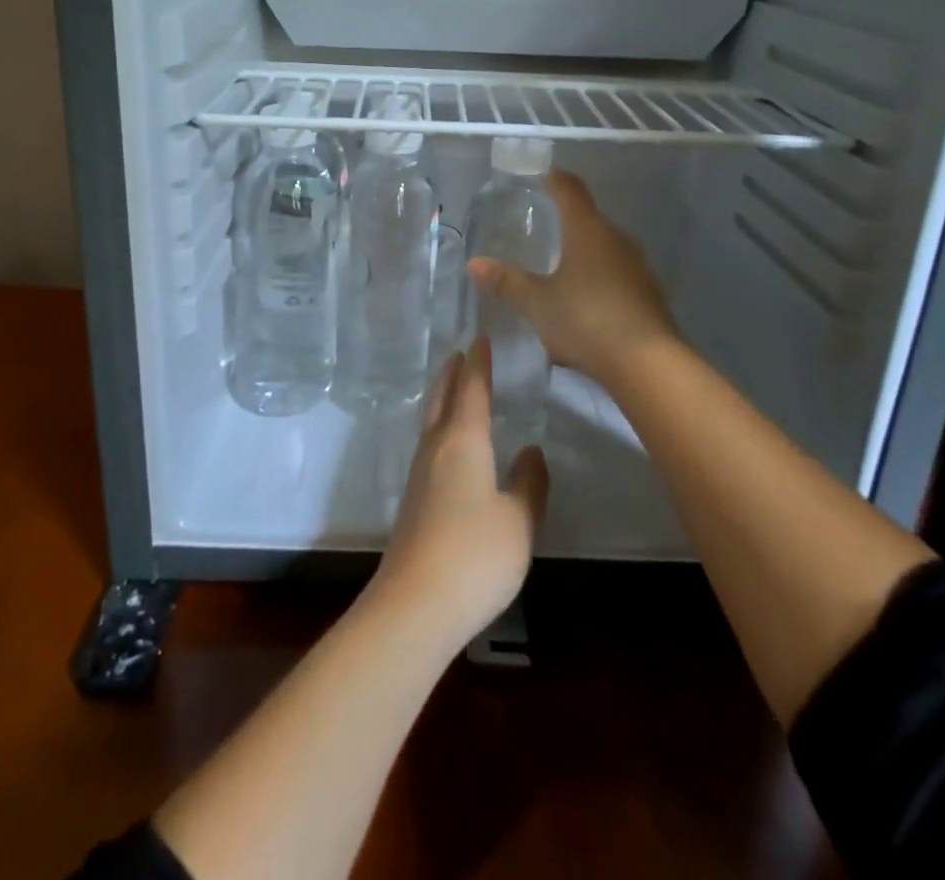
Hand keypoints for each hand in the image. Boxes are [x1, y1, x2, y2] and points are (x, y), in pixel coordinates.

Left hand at [371, 340, 548, 651]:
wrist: (415, 604)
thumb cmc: (474, 556)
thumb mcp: (518, 520)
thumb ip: (529, 483)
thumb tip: (531, 450)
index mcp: (463, 441)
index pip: (472, 389)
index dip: (479, 363)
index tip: (480, 338)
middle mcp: (436, 448)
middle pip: (441, 398)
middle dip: (452, 374)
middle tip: (459, 353)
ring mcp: (419, 474)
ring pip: (431, 421)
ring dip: (441, 398)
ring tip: (453, 388)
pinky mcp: (413, 500)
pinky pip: (428, 445)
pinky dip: (439, 427)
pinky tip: (448, 445)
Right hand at [467, 170, 681, 388]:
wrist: (648, 364)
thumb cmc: (586, 321)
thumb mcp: (538, 303)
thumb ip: (507, 282)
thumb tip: (475, 263)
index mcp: (588, 230)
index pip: (570, 189)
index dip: (554, 180)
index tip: (541, 178)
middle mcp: (616, 239)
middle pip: (588, 220)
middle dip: (565, 224)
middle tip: (540, 232)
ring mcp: (638, 267)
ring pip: (604, 249)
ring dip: (583, 256)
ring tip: (558, 272)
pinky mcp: (649, 294)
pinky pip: (617, 276)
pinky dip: (598, 281)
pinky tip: (584, 306)